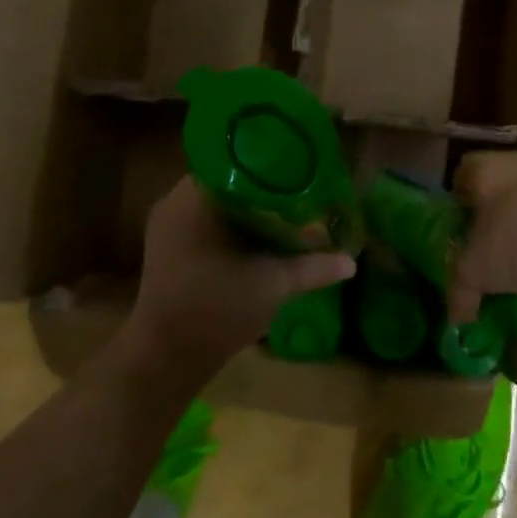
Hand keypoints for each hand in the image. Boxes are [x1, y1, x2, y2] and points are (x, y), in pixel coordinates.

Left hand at [127, 177, 356, 375]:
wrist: (165, 359)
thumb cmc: (216, 311)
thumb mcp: (272, 285)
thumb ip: (313, 267)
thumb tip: (351, 261)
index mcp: (195, 198)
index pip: (235, 158)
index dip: (269, 161)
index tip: (299, 167)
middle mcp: (176, 201)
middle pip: (227, 177)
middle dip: (264, 185)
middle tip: (300, 188)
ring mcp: (168, 224)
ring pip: (216, 199)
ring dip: (248, 204)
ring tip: (286, 207)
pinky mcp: (168, 246)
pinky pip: (204, 218)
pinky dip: (232, 221)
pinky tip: (259, 233)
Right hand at [449, 152, 516, 322]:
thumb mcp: (478, 270)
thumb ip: (459, 291)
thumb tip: (455, 319)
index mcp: (483, 168)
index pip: (457, 179)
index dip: (453, 209)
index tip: (456, 238)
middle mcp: (515, 163)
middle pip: (492, 191)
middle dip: (488, 221)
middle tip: (484, 253)